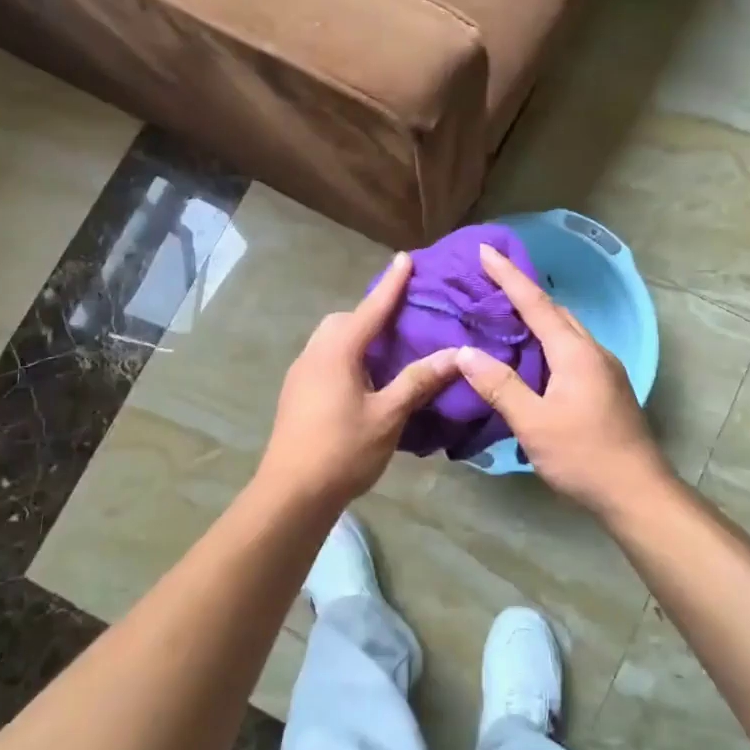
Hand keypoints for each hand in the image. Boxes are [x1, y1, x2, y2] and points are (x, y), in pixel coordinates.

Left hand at [257, 253, 461, 509]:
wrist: (291, 492)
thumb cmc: (343, 450)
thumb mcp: (388, 415)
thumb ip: (419, 380)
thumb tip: (458, 354)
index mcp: (338, 351)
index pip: (371, 308)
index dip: (392, 284)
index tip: (406, 257)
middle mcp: (315, 353)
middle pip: (345, 320)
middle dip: (371, 312)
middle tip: (401, 319)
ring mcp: (301, 372)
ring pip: (331, 339)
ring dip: (357, 335)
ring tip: (385, 350)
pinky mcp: (296, 392)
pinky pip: (325, 358)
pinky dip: (346, 354)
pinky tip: (363, 379)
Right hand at [456, 243, 671, 518]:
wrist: (637, 492)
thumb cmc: (583, 456)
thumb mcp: (534, 423)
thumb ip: (500, 386)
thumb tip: (465, 353)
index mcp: (575, 352)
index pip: (536, 302)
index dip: (509, 275)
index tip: (486, 249)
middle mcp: (592, 351)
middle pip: (554, 311)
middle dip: (522, 292)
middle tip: (488, 282)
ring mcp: (603, 369)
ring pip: (565, 330)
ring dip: (536, 317)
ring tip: (502, 315)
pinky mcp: (605, 387)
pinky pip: (571, 349)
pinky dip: (547, 341)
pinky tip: (530, 357)